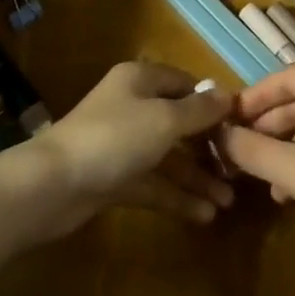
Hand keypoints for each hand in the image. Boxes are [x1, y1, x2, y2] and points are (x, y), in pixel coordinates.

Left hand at [45, 61, 236, 229]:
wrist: (53, 185)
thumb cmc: (114, 139)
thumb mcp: (164, 120)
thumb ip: (198, 111)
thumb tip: (226, 95)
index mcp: (140, 80)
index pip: (184, 83)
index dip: (211, 101)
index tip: (240, 124)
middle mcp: (132, 107)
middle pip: (178, 121)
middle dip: (208, 145)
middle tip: (240, 168)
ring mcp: (123, 144)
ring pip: (168, 157)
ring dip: (197, 176)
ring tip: (229, 200)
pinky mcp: (115, 178)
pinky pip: (154, 183)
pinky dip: (177, 197)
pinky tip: (205, 215)